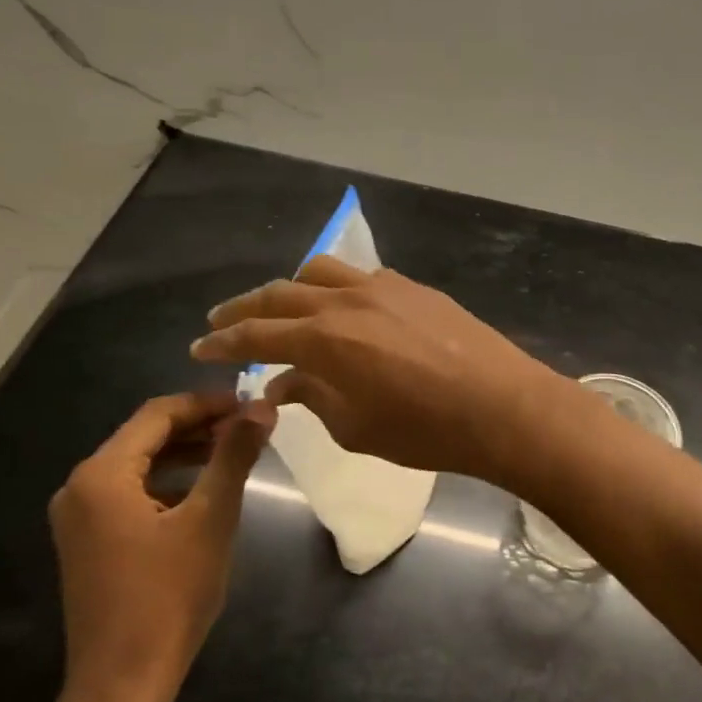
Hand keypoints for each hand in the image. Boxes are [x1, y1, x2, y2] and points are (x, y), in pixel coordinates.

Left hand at [46, 391, 273, 701]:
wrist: (123, 684)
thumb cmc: (169, 596)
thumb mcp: (211, 518)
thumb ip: (234, 455)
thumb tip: (262, 406)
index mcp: (101, 474)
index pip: (158, 414)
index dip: (207, 403)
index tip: (251, 404)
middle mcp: (80, 487)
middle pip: (145, 436)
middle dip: (198, 426)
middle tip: (248, 426)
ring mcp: (79, 518)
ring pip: (138, 464)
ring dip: (185, 452)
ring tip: (233, 452)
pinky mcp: (87, 542)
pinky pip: (129, 492)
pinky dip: (167, 481)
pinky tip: (202, 490)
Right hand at [189, 256, 573, 485]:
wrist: (501, 405)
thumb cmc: (425, 430)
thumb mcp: (355, 428)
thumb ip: (312, 398)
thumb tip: (284, 383)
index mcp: (323, 338)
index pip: (256, 334)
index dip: (222, 343)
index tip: (199, 348)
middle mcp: (346, 301)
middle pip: (279, 294)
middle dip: (243, 309)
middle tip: (221, 321)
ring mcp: (382, 287)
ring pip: (319, 272)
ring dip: (290, 289)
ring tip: (280, 308)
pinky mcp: (413, 287)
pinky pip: (359, 277)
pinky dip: (335, 288)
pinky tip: (341, 308)